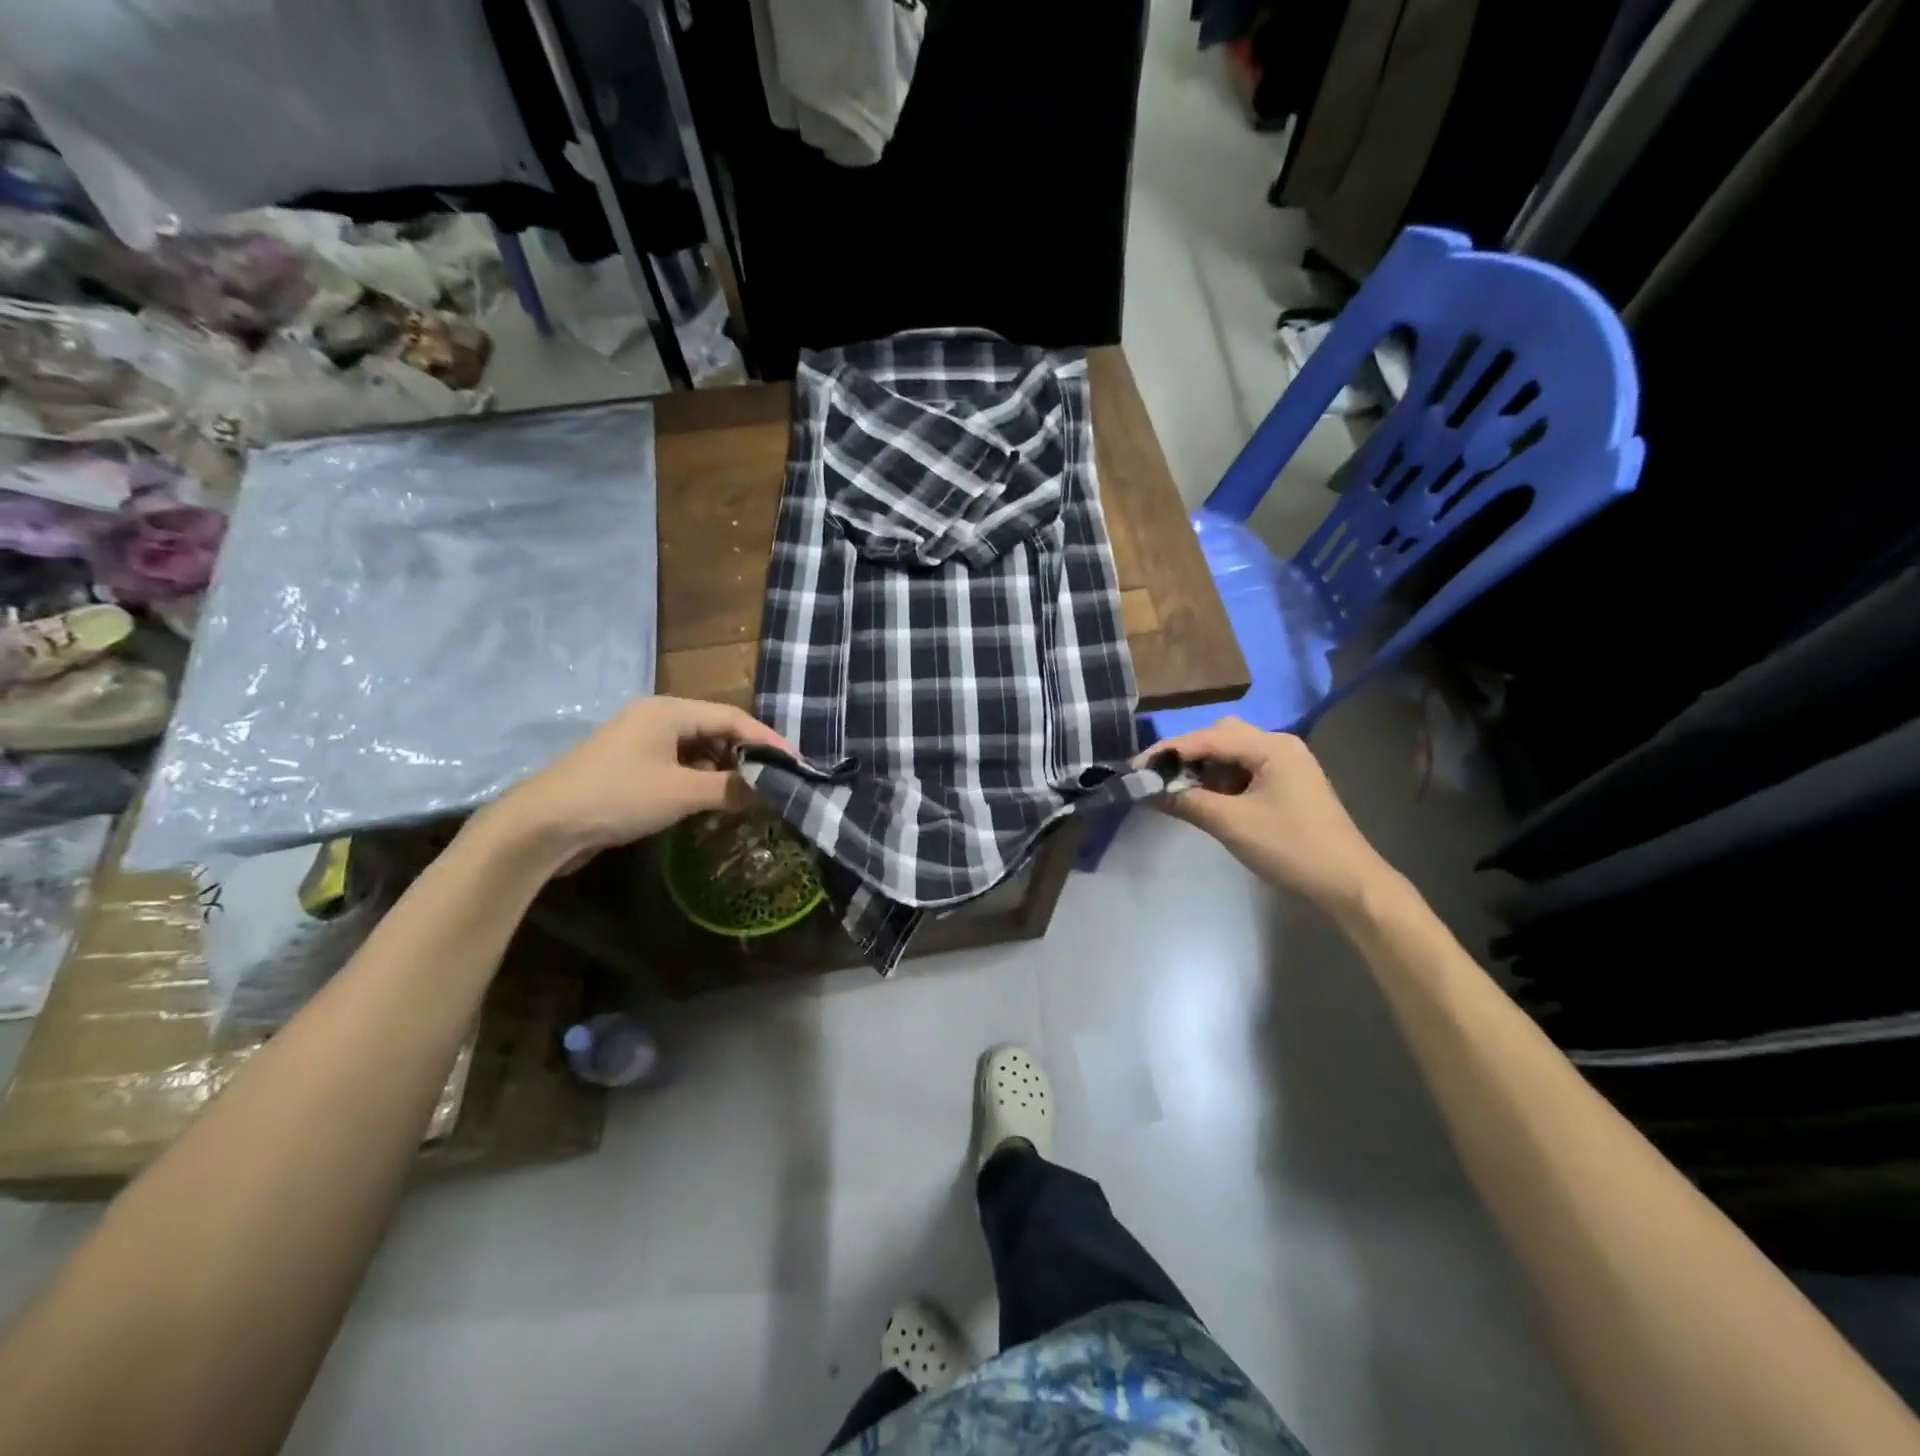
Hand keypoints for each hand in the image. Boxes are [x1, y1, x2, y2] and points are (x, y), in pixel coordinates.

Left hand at [482, 696, 793, 866]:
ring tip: (749, 795)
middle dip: (746, 756)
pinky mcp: (629, 768)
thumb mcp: (682, 793)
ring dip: (723, 772)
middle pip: (716, 731)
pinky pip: (678, 767)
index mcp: (669, 711)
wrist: (543, 826)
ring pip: (697, 751)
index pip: (733, 718)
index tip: (796, 763)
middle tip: (775, 780)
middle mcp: (656, 718)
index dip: (767, 740)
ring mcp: (640, 743)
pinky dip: (700, 782)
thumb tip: (771, 791)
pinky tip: (712, 804)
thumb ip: (731, 789)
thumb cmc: (618, 797)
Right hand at [1144, 717, 1394, 913]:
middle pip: (1221, 737)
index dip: (1169, 751)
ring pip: (1231, 756)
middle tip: (1157, 777)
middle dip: (1186, 756)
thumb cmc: (1291, 848)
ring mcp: (1285, 766)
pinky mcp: (1286, 786)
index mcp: (1272, 746)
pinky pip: (1244, 773)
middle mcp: (1280, 746)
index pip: (1209, 737)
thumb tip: (1146, 790)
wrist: (1347, 884)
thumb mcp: (1232, 824)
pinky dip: (1220, 783)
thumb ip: (1186, 802)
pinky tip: (1204, 801)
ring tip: (1176, 791)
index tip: (1136, 767)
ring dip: (1202, 770)